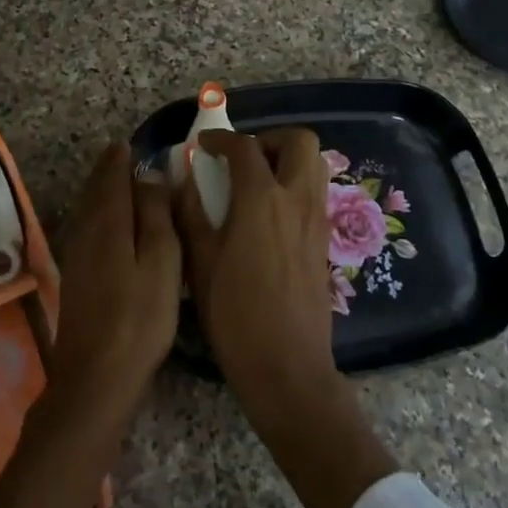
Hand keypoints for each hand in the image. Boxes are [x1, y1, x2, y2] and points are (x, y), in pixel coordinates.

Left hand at [48, 141, 182, 421]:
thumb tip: (149, 173)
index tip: (130, 143)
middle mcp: (85, 230)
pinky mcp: (76, 276)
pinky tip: (108, 222)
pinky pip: (87, 227)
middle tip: (122, 155)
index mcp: (108, 221)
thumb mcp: (162, 260)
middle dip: (108, 170)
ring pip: (88, 208)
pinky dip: (97, 213)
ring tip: (117, 180)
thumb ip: (155, 213)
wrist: (97, 376)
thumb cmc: (140, 316)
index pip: (111, 175)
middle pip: (95, 189)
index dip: (121, 157)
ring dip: (100, 190)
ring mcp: (77, 254)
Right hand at [174, 128, 398, 507]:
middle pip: (300, 141)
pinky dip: (296, 184)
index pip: (245, 147)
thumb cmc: (235, 316)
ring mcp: (316, 219)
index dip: (221, 139)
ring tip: (258, 180)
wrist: (287, 368)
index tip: (203, 146)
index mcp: (262, 200)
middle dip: (270, 139)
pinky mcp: (324, 241)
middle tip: (243, 158)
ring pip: (315, 164)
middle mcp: (296, 200)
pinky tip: (270, 213)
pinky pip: (316, 192)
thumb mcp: (200, 263)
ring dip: (287, 159)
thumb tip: (183, 180)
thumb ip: (190, 213)